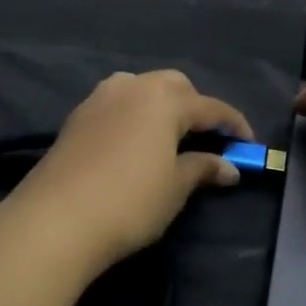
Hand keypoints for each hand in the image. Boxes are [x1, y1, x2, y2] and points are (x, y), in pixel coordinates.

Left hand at [6, 70, 253, 271]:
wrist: (56, 219)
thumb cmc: (130, 201)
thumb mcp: (175, 187)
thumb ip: (203, 169)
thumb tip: (229, 167)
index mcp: (164, 99)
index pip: (211, 107)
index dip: (234, 125)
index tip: (249, 145)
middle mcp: (132, 87)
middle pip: (174, 86)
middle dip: (195, 107)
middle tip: (207, 138)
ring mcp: (99, 99)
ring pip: (141, 88)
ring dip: (161, 105)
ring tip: (168, 136)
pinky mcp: (76, 117)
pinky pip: (116, 104)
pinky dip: (134, 115)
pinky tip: (134, 142)